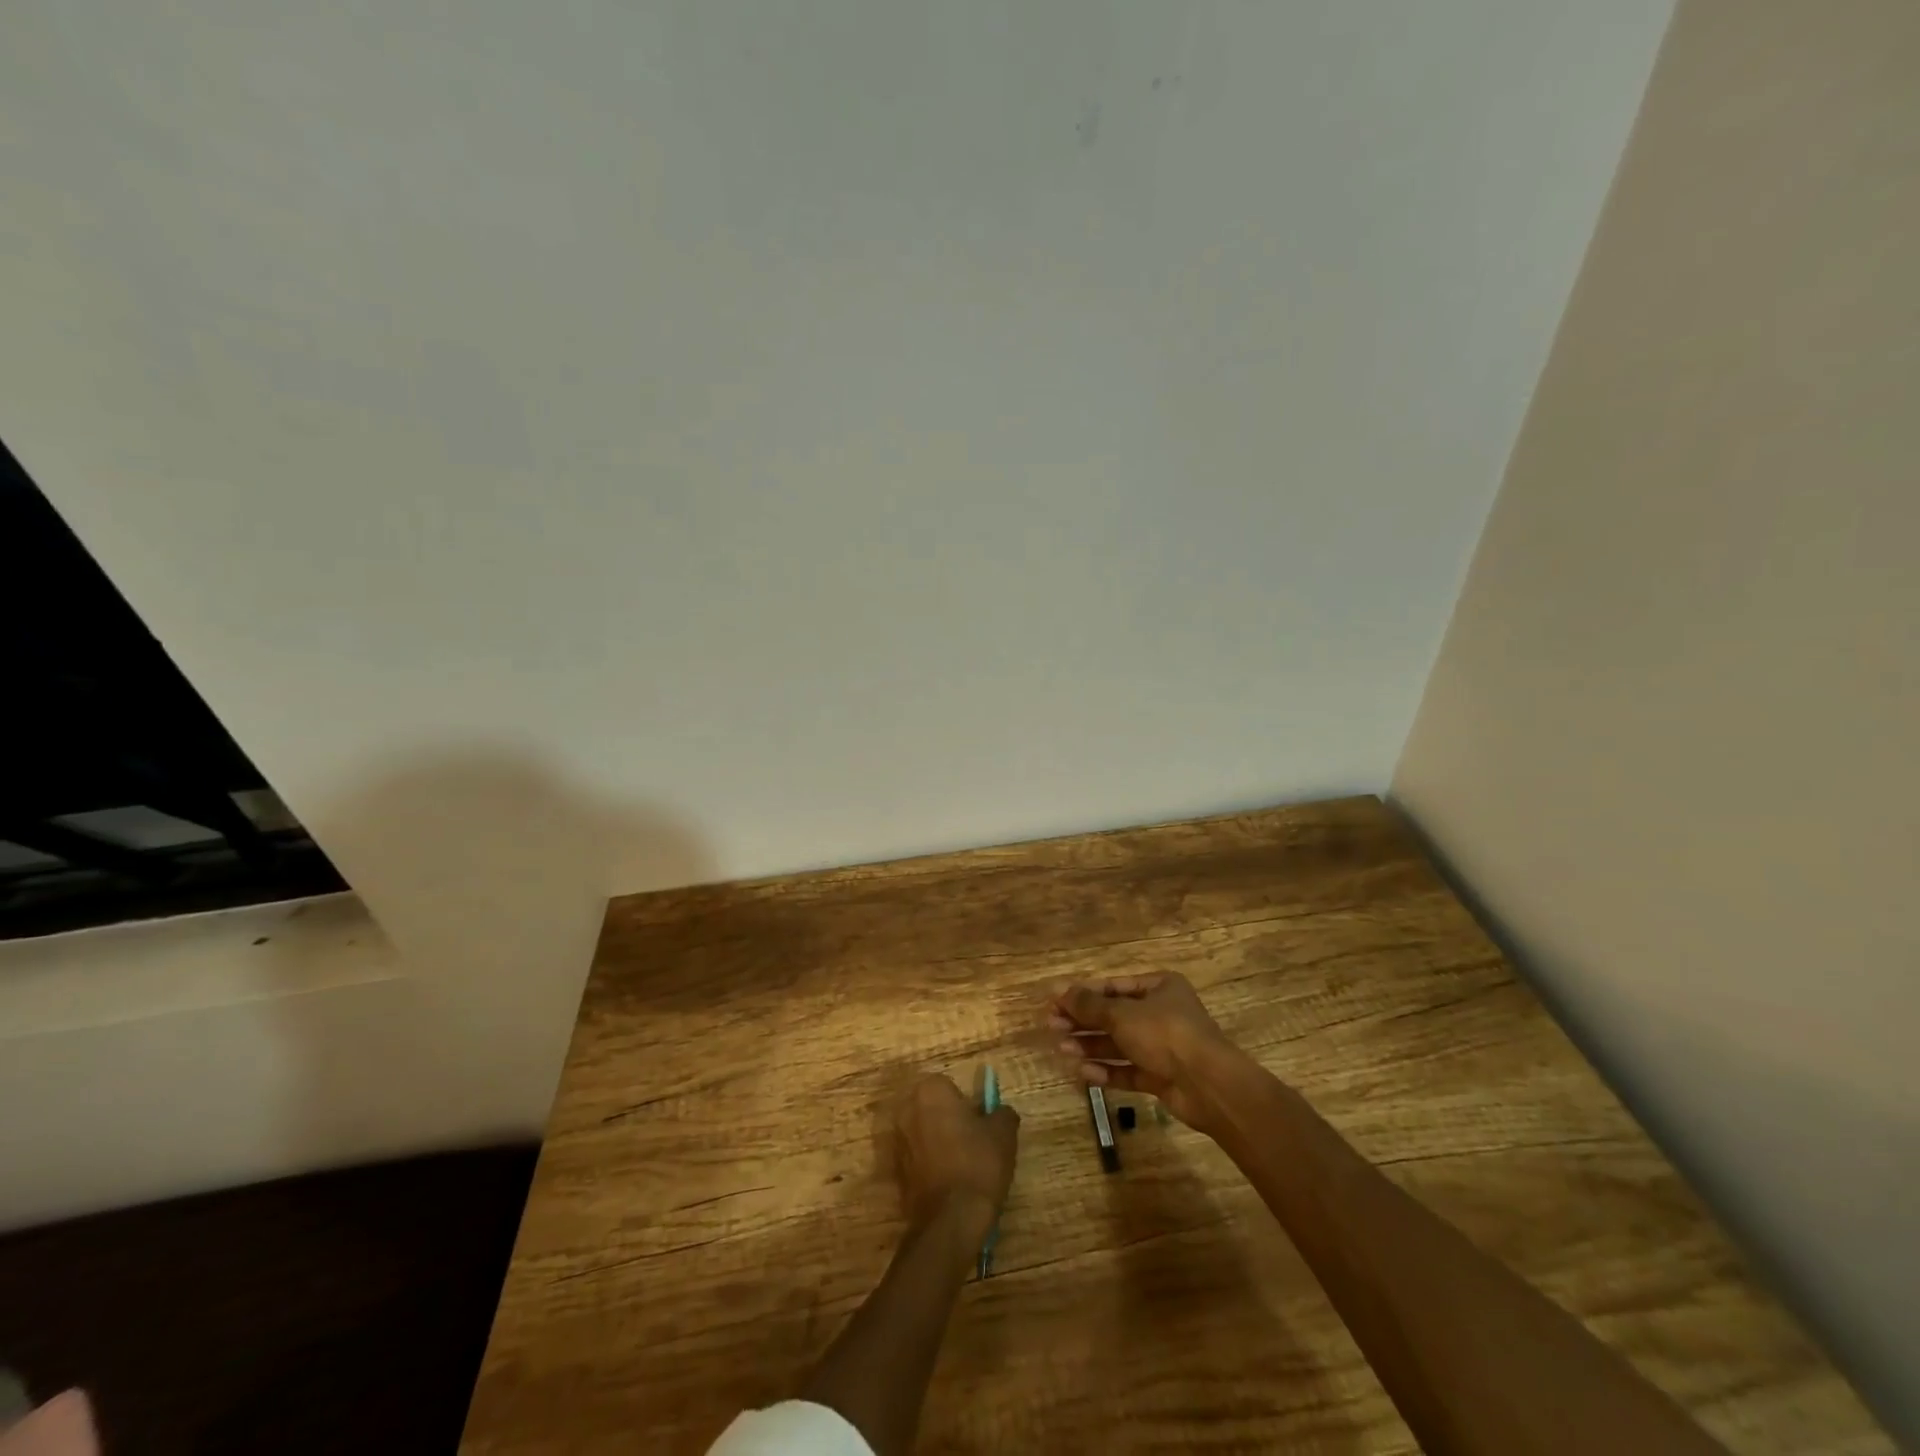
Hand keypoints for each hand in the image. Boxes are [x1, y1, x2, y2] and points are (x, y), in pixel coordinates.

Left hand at [892, 1074, 1019, 1247]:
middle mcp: (907, 1109)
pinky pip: (916, 1159)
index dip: (967, 1106)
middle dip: (948, 1121)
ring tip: (961, 1167)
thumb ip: (1002, 1113)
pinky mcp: (895, 1171)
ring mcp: (897, 1141)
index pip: (950, 1087)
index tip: (979, 1125)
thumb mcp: (1004, 1133)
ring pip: (923, 1134)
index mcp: (930, 1091)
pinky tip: (948, 1184)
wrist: (951, 1220)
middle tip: (972, 1143)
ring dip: (937, 1143)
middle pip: (932, 1109)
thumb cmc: (978, 1164)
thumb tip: (1000, 1112)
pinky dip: (928, 1166)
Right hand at [1048, 973, 1244, 1132]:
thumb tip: (1059, 992)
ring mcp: (1162, 1047)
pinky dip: (1106, 1070)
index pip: (1114, 986)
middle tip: (1052, 1026)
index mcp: (1159, 987)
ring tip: (1061, 1049)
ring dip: (1090, 1046)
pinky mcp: (1161, 1077)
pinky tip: (1083, 1072)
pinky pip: (1128, 1070)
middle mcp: (1161, 1014)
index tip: (1054, 1001)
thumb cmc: (1165, 1034)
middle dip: (1083, 1021)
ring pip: (1119, 1044)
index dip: (1083, 993)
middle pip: (1114, 1016)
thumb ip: (1090, 1005)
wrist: (1208, 1085)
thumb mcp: (1122, 1014)